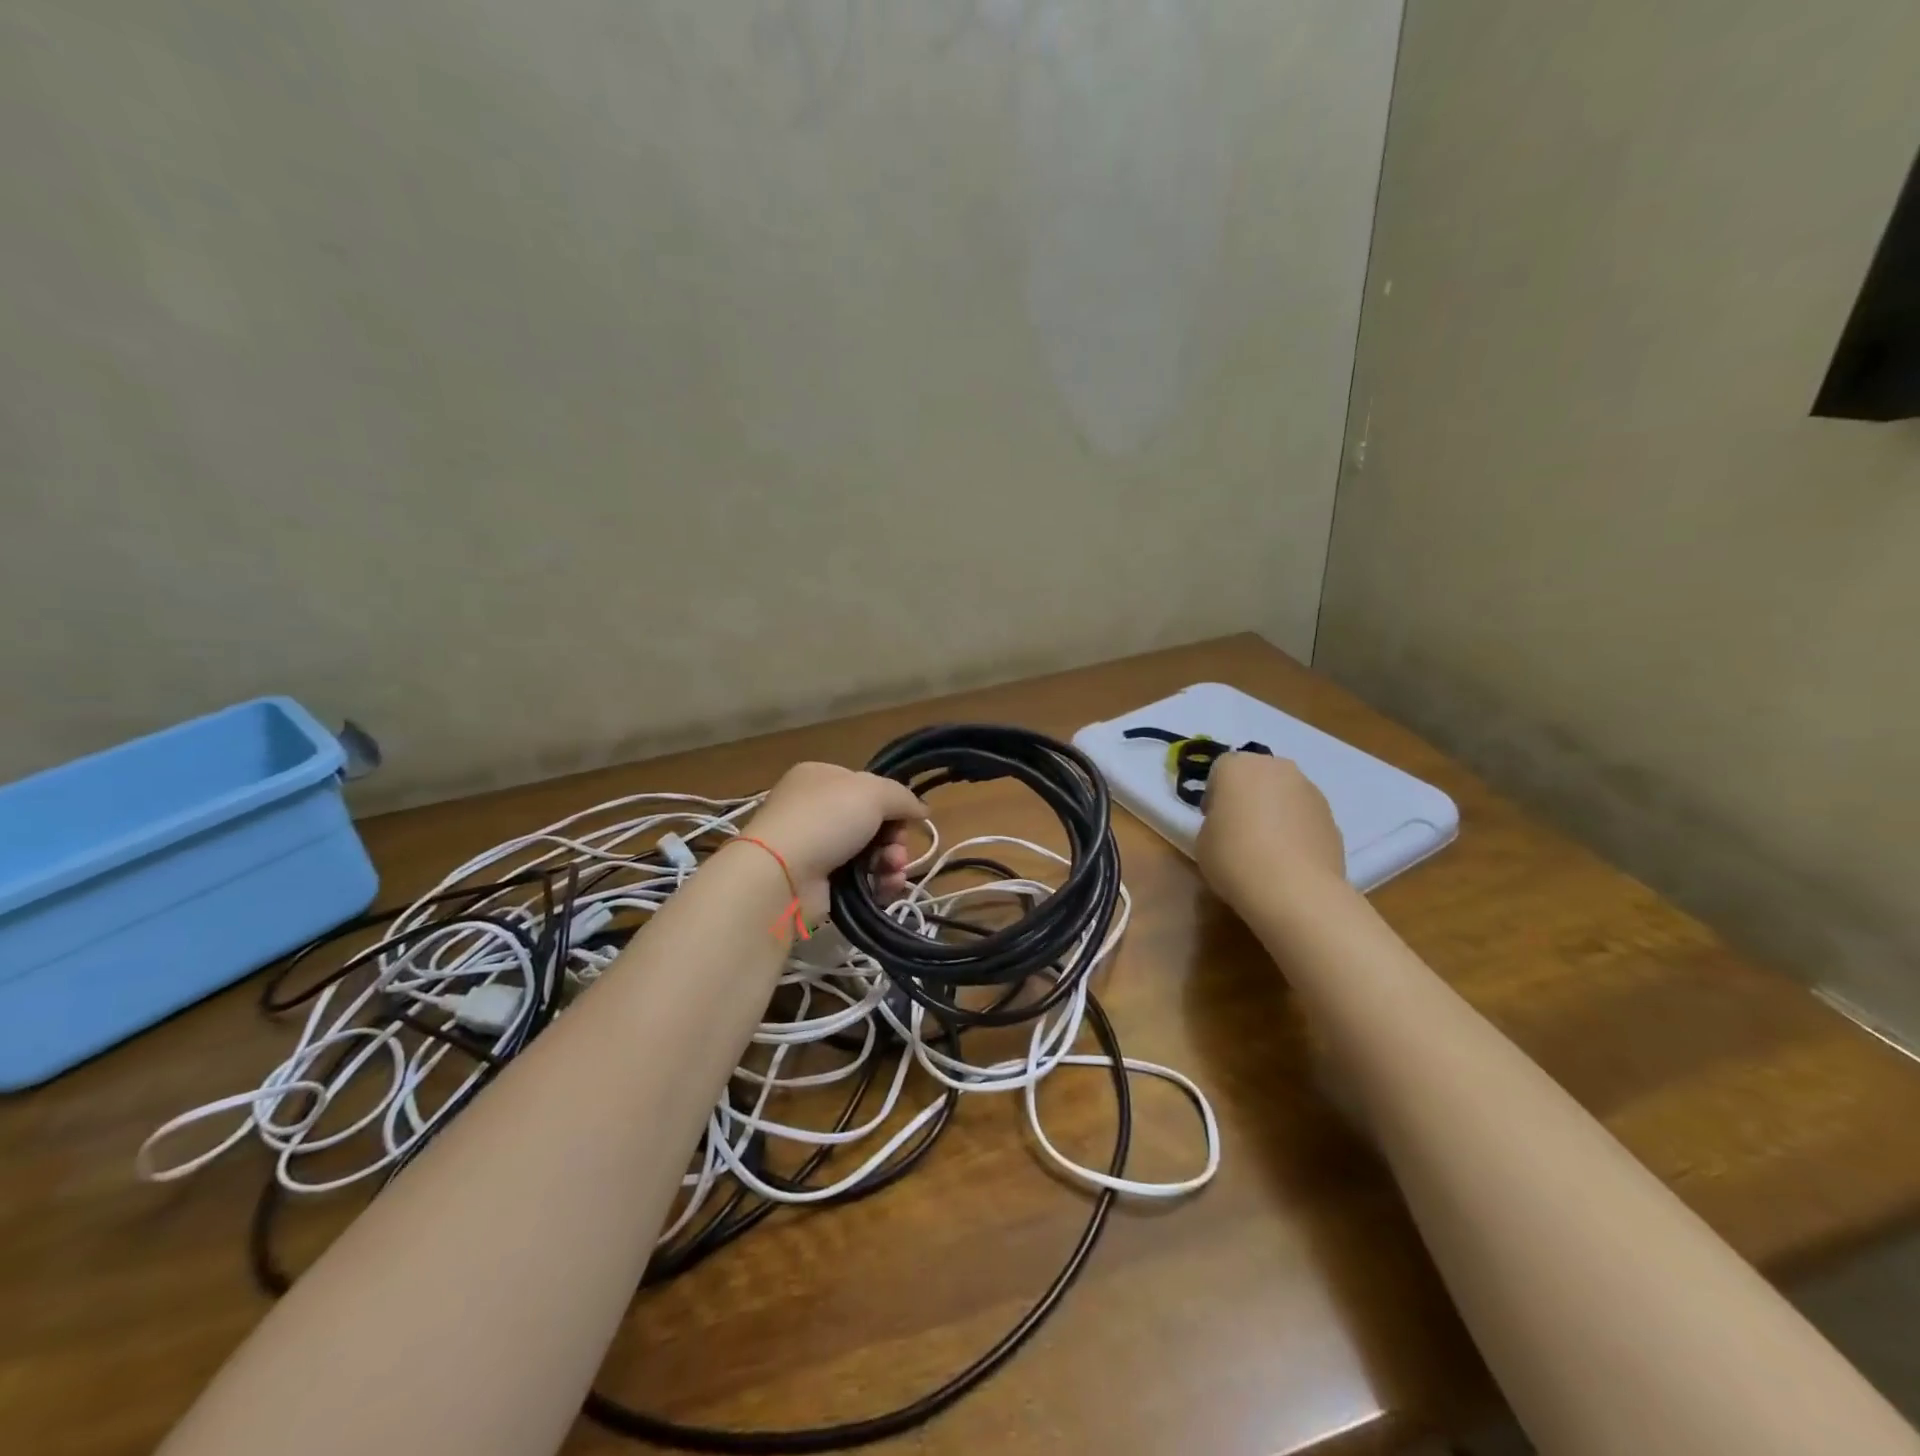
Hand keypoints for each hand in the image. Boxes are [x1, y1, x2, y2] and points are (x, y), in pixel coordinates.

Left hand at [740, 762, 927, 918]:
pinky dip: (878, 883)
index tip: (906, 818)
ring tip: (893, 870)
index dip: (891, 803)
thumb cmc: (825, 819)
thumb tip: (921, 809)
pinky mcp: (818, 882)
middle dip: (894, 838)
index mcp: (820, 778)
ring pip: (870, 853)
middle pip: (872, 822)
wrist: (780, 875)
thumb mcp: (872, 792)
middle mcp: (815, 809)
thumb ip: (902, 797)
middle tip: (897, 850)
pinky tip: (887, 887)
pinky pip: (860, 880)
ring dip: (891, 862)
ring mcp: (815, 847)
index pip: (867, 786)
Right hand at [1195, 753, 1346, 916]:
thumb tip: (1230, 825)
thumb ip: (1214, 822)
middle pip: (1256, 775)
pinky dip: (1297, 830)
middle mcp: (1277, 768)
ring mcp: (1310, 790)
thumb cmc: (1235, 857)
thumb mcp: (1203, 840)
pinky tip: (1289, 859)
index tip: (1212, 820)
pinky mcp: (1332, 817)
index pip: (1220, 769)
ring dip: (1275, 811)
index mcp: (1238, 766)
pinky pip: (1305, 816)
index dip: (1214, 795)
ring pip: (1284, 794)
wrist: (1294, 890)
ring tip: (1267, 848)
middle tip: (1238, 829)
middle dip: (1247, 796)